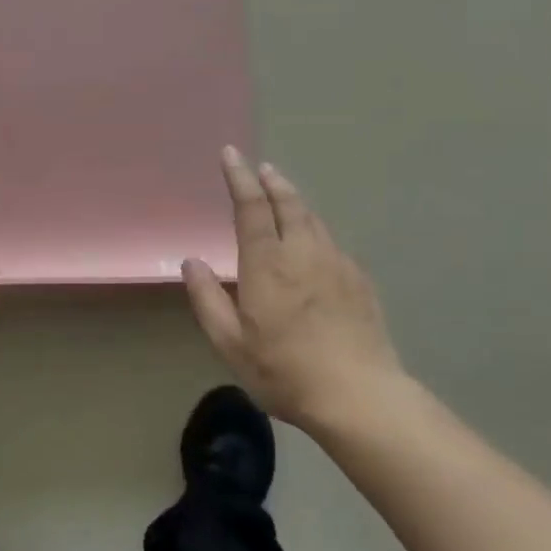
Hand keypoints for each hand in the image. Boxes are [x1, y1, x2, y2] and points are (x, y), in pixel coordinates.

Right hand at [182, 147, 403, 432]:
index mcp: (267, 264)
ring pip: (314, 220)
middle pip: (289, 204)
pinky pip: (333, 244)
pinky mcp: (360, 282)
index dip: (240, 178)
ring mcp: (337, 265)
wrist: (359, 396)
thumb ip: (207, 299)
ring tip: (284, 195)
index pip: (252, 208)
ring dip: (296, 202)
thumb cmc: (284, 371)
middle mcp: (304, 253)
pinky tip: (315, 244)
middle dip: (272, 182)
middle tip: (261, 168)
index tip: (231, 154)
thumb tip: (191, 261)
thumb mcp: (230, 343)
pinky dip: (317, 231)